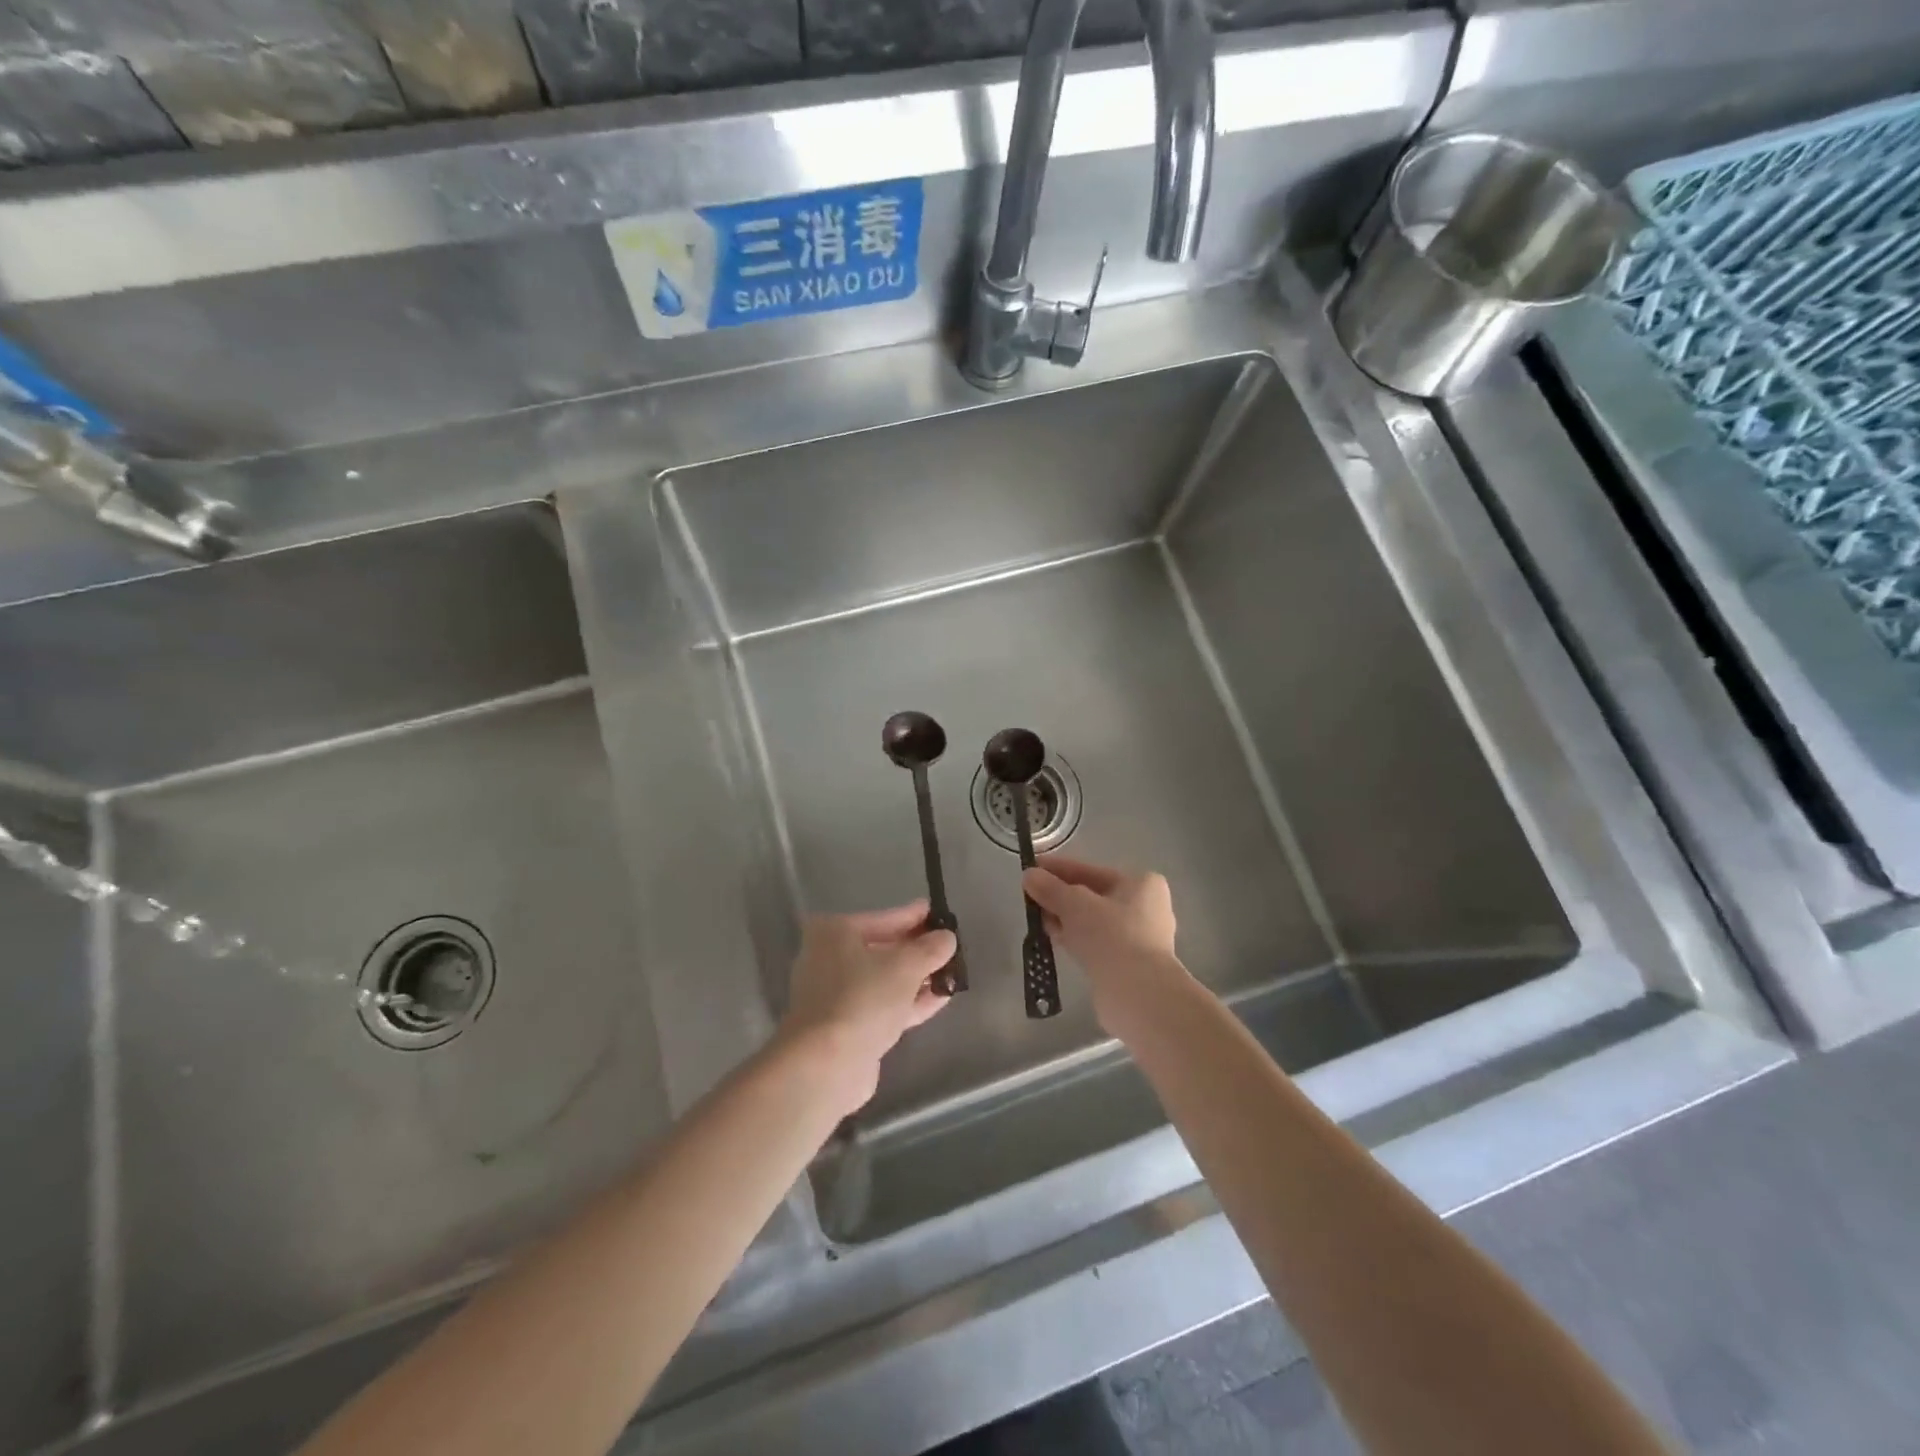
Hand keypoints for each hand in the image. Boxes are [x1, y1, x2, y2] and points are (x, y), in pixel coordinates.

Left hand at [777, 901, 956, 1115]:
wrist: (827, 1065)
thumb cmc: (863, 998)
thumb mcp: (905, 966)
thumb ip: (930, 949)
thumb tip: (947, 938)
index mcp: (834, 933)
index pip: (884, 918)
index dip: (914, 916)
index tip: (939, 913)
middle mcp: (828, 959)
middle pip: (883, 949)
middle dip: (917, 950)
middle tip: (949, 945)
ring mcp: (835, 996)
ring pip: (884, 980)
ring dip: (917, 977)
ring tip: (952, 973)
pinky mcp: (846, 1027)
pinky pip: (883, 1005)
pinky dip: (909, 1001)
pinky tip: (941, 997)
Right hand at [1022, 855, 1188, 1036]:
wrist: (1137, 995)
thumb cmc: (1110, 936)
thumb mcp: (1074, 904)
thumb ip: (1050, 888)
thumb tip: (1028, 875)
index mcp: (1142, 883)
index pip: (1091, 871)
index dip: (1058, 869)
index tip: (1031, 868)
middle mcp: (1146, 907)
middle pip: (1093, 895)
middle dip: (1060, 896)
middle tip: (1030, 897)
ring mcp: (1140, 938)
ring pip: (1093, 921)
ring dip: (1065, 919)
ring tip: (1037, 920)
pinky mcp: (1130, 964)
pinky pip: (1096, 942)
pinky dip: (1076, 938)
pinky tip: (1054, 939)